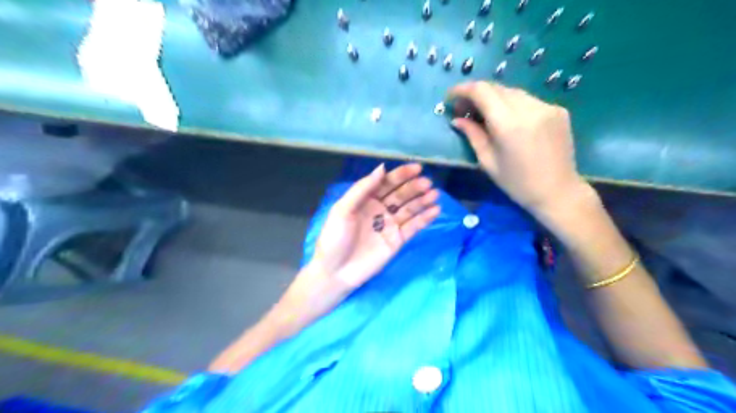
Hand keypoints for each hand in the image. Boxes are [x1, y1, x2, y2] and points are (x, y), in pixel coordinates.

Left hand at [309, 162, 437, 290]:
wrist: (336, 271)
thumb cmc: (335, 238)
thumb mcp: (342, 209)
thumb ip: (362, 189)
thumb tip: (382, 168)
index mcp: (366, 199)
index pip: (386, 183)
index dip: (401, 175)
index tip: (417, 168)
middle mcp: (380, 209)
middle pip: (400, 194)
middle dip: (414, 187)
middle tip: (427, 183)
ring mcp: (390, 225)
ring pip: (409, 209)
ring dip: (422, 201)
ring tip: (434, 194)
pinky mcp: (398, 240)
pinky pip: (413, 227)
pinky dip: (424, 219)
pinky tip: (435, 210)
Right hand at [445, 78, 589, 217]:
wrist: (558, 191)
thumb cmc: (517, 183)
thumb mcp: (488, 162)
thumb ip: (472, 135)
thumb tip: (457, 119)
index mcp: (508, 124)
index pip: (482, 91)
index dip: (463, 89)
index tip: (450, 97)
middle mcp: (529, 108)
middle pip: (497, 88)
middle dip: (477, 94)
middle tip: (464, 109)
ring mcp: (547, 107)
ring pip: (513, 92)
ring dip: (495, 98)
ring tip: (485, 114)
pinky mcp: (558, 110)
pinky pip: (529, 100)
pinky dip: (513, 105)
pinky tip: (509, 120)